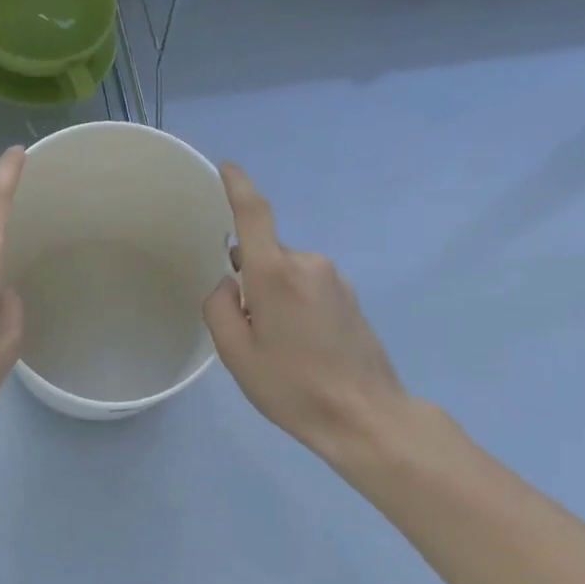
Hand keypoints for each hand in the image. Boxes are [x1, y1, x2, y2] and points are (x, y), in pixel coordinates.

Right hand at [202, 162, 413, 462]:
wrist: (365, 417)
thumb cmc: (293, 386)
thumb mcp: (235, 354)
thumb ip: (219, 308)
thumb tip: (229, 284)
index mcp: (275, 273)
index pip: (254, 214)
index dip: (237, 185)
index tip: (226, 166)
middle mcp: (308, 264)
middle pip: (264, 255)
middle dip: (250, 280)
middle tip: (249, 330)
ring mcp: (334, 279)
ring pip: (286, 273)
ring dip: (274, 296)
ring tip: (280, 346)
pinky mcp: (350, 296)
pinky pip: (308, 287)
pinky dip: (295, 305)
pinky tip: (303, 347)